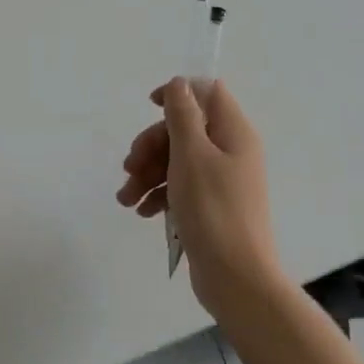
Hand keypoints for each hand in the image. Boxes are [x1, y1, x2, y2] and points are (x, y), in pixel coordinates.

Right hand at [116, 78, 282, 318]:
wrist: (237, 280)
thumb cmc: (213, 209)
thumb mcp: (191, 154)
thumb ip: (182, 114)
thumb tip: (179, 83)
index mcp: (234, 132)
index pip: (208, 93)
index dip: (178, 94)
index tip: (150, 107)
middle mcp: (231, 151)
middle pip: (185, 129)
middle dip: (152, 145)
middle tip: (130, 166)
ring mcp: (222, 180)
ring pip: (178, 159)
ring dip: (149, 172)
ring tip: (126, 198)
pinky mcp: (211, 206)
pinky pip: (182, 186)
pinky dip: (160, 193)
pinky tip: (141, 210)